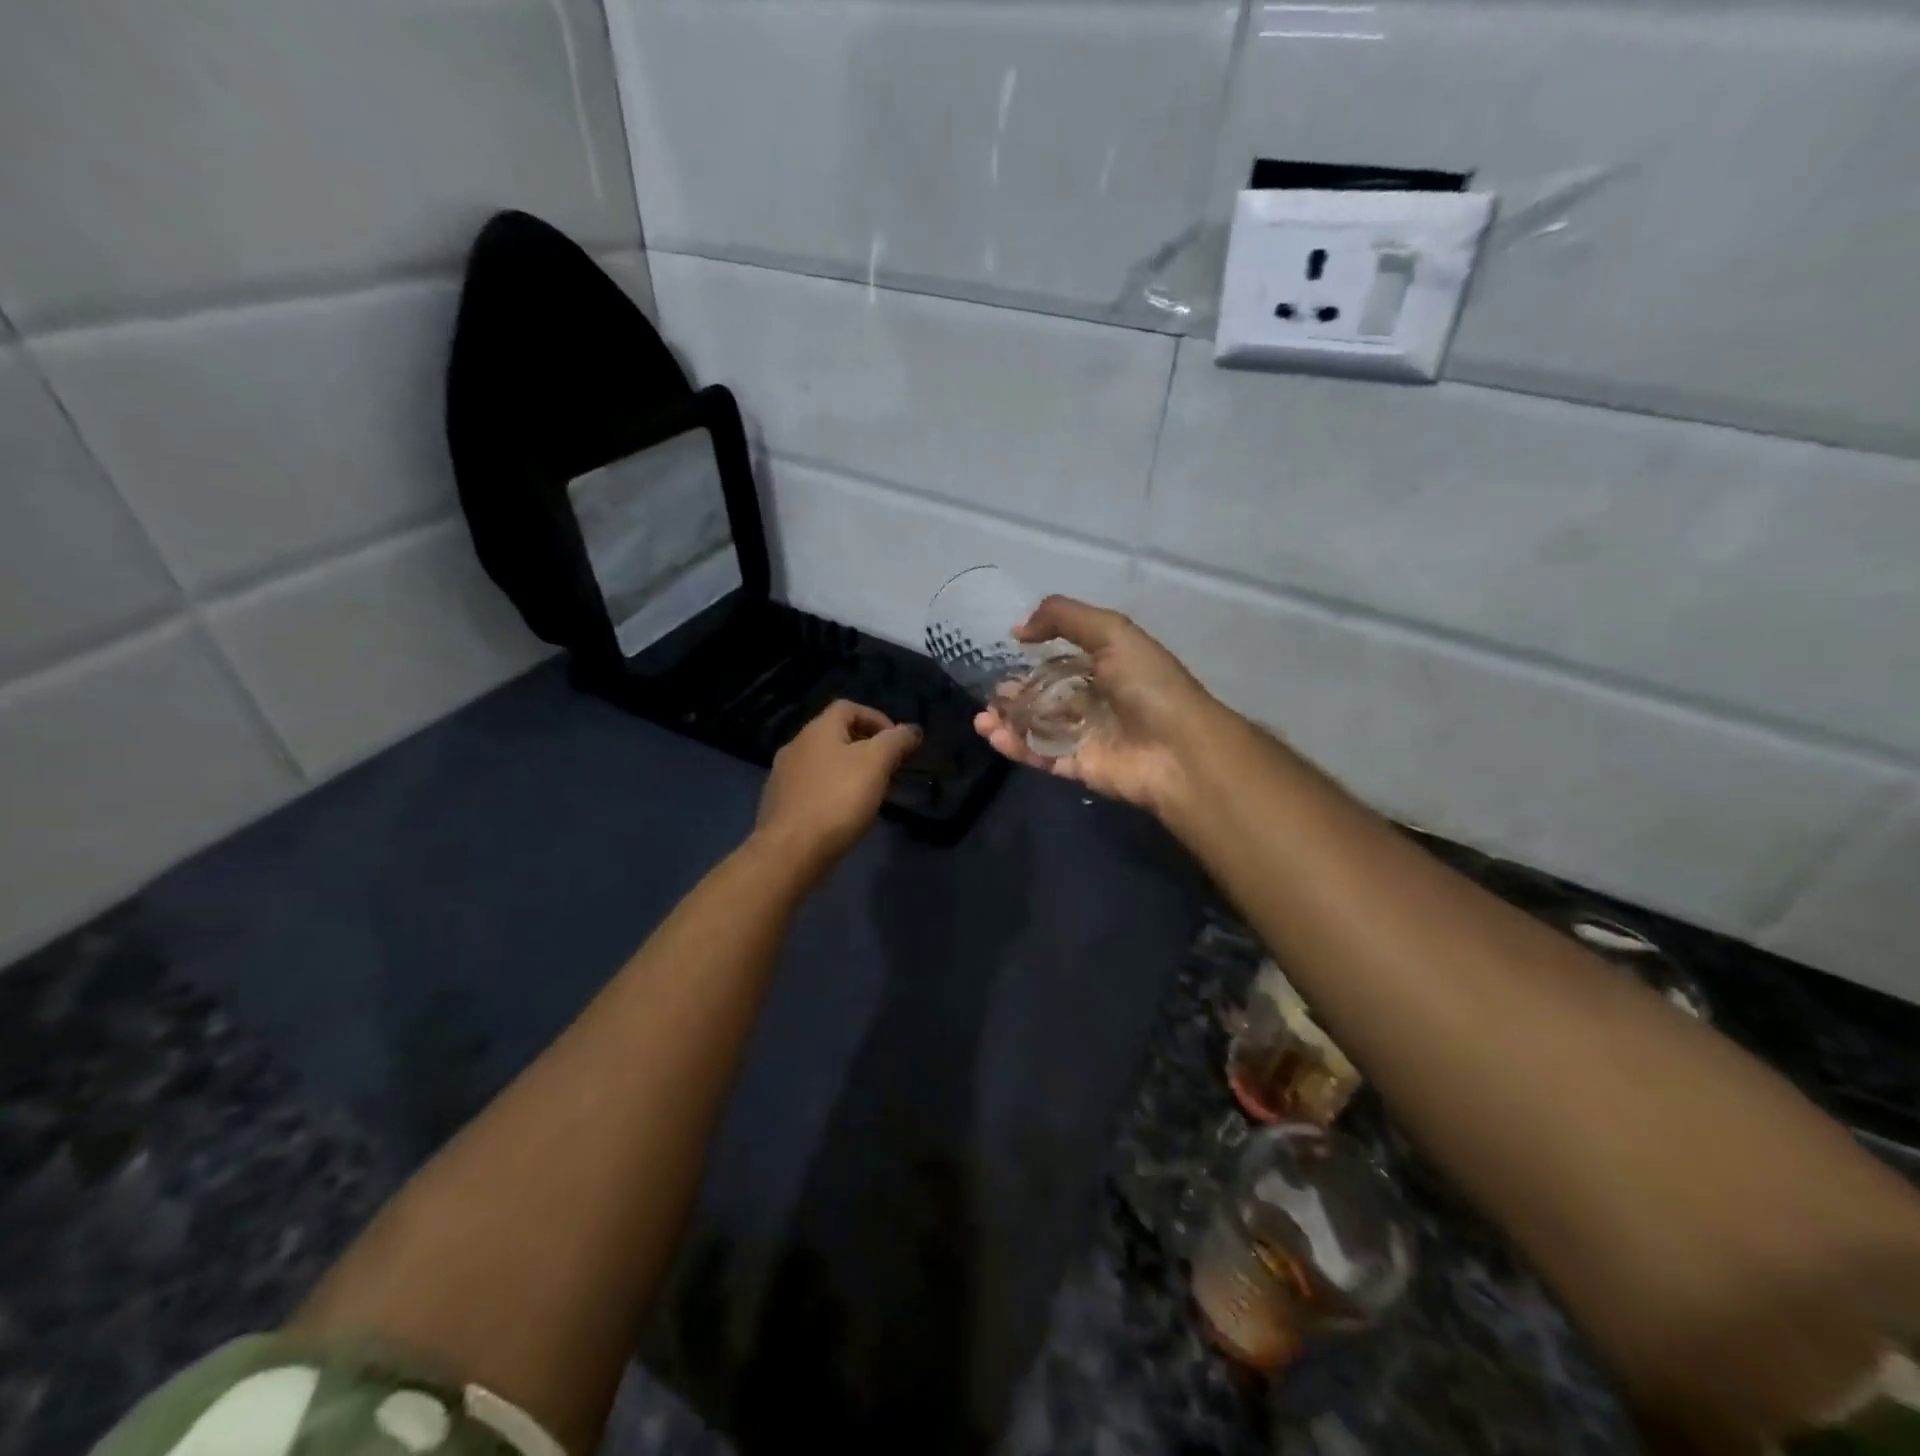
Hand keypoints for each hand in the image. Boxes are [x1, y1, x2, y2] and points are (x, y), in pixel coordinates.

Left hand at [755, 700, 921, 866]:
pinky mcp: (780, 804)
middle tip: (888, 769)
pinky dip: (832, 791)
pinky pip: (812, 787)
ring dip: (849, 770)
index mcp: (817, 730)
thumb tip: (912, 729)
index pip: (848, 707)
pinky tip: (844, 813)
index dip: (877, 718)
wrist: (791, 851)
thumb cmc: (838, 800)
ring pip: (824, 763)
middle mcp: (795, 746)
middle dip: (866, 747)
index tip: (897, 743)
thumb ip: (896, 741)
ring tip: (870, 793)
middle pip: (835, 734)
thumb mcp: (876, 764)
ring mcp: (783, 776)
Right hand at [973, 596, 1228, 818]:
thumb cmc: (1147, 685)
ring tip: (982, 720)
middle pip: (1046, 696)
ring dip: (1008, 722)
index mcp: (1107, 667)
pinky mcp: (1080, 767)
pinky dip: (1017, 747)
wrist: (1178, 749)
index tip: (1004, 655)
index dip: (1034, 659)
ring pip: (1038, 727)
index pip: (1063, 661)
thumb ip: (1064, 619)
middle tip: (990, 694)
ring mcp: (1087, 736)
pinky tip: (994, 736)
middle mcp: (1096, 700)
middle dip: (1014, 695)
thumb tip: (1018, 629)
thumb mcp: (1112, 632)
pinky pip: (1042, 755)